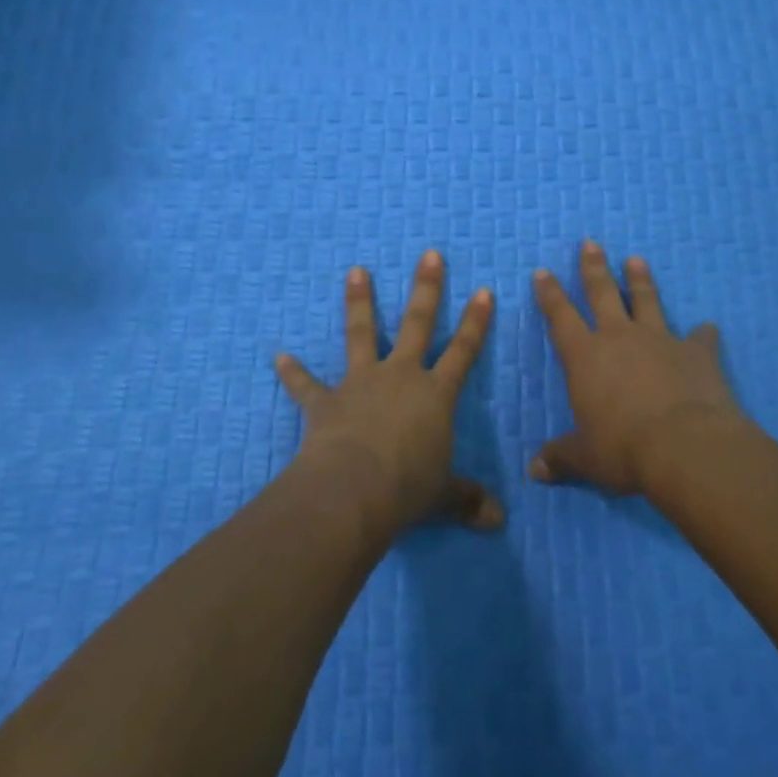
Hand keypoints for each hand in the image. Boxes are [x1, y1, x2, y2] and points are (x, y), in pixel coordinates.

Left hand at [276, 252, 503, 535]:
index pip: (463, 351)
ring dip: (359, 303)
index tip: (485, 290)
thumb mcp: (444, 496)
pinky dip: (293, 373)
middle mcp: (400, 377)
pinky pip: (307, 385)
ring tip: (355, 271)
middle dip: (427, 288)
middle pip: (418, 324)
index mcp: (435, 394)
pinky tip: (278, 358)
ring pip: (362, 334)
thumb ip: (469, 501)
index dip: (476, 322)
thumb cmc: (407, 489)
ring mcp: (361, 384)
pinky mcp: (326, 402)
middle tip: (429, 254)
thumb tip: (499, 522)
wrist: (353, 492)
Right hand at [530, 240, 742, 495]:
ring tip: (636, 259)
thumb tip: (534, 471)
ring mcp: (660, 340)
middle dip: (594, 268)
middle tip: (591, 243)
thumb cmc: (624, 449)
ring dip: (641, 280)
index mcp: (585, 356)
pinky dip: (703, 334)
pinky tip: (709, 327)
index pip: (560, 316)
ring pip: (647, 301)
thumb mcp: (586, 458)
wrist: (685, 446)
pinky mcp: (696, 353)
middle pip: (603, 293)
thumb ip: (561, 458)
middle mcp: (619, 338)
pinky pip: (700, 338)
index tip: (543, 272)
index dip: (550, 294)